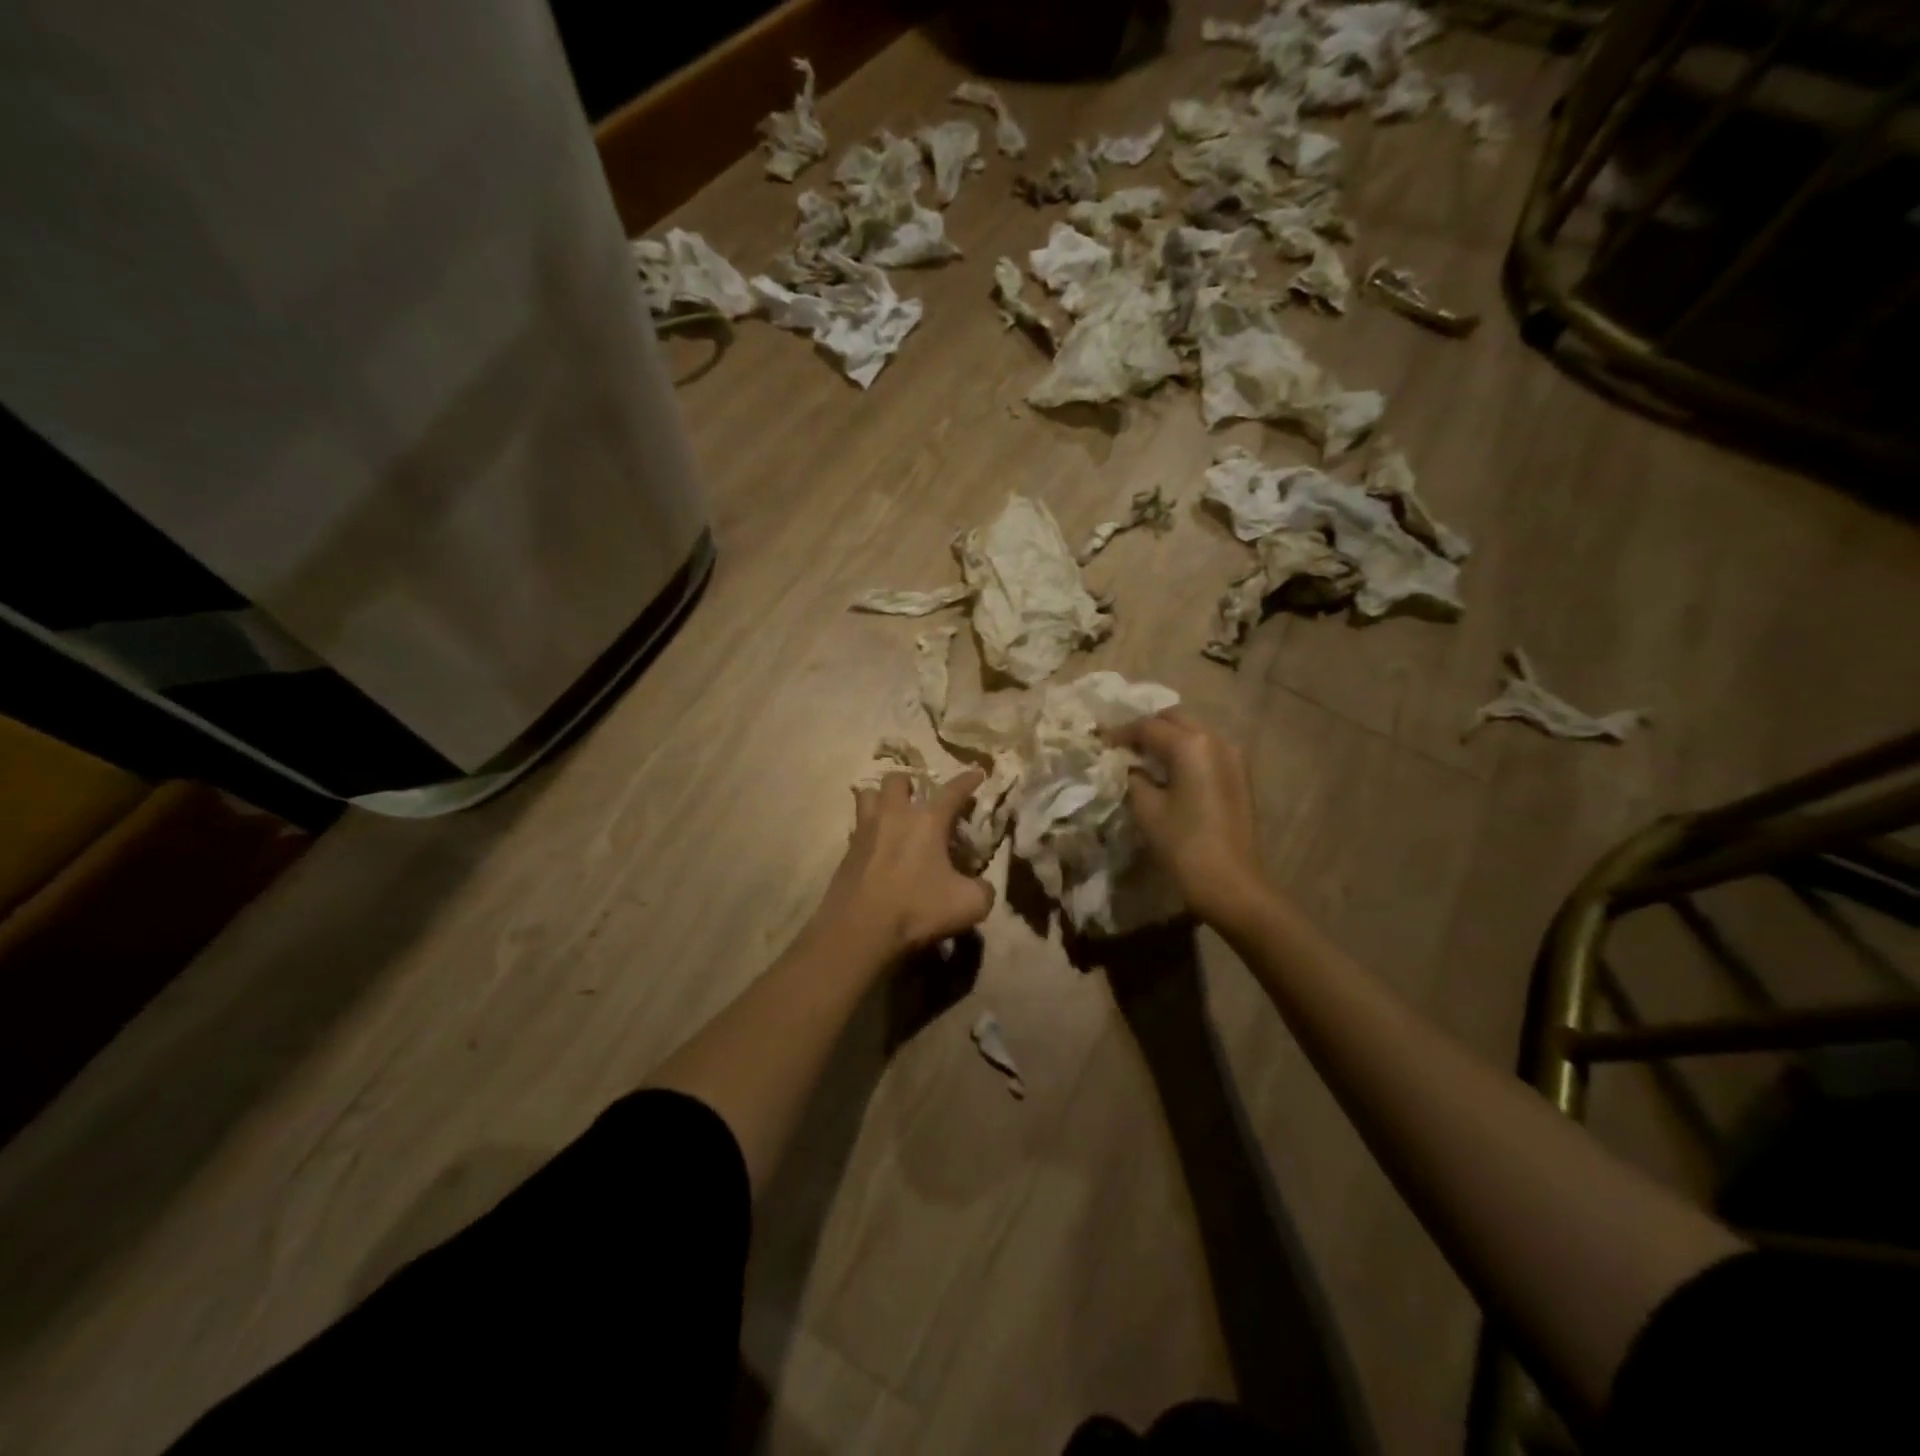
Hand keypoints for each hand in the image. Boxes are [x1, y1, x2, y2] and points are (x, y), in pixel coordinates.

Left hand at [816, 770, 994, 960]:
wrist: (859, 931)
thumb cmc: (917, 910)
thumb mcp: (969, 904)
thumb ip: (983, 889)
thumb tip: (981, 885)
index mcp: (927, 820)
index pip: (953, 790)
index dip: (968, 780)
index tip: (978, 772)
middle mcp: (894, 815)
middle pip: (898, 779)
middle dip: (911, 784)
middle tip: (920, 800)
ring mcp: (865, 831)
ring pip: (867, 795)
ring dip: (881, 799)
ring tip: (891, 814)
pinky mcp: (846, 852)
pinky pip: (857, 827)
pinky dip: (868, 830)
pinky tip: (876, 847)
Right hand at [1111, 710, 1269, 929]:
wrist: (1232, 884)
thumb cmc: (1184, 845)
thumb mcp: (1147, 808)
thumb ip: (1133, 777)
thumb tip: (1128, 766)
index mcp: (1191, 744)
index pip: (1148, 726)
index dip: (1120, 732)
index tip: (1099, 742)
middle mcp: (1215, 739)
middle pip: (1174, 720)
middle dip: (1146, 728)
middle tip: (1121, 745)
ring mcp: (1233, 756)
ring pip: (1193, 732)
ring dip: (1167, 738)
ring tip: (1142, 757)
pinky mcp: (1240, 775)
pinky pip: (1206, 750)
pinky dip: (1184, 752)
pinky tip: (1168, 771)